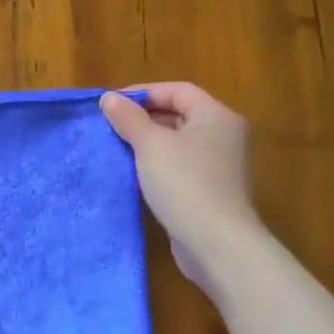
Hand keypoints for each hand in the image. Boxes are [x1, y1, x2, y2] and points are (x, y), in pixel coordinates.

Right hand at [100, 83, 258, 292]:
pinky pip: (180, 167)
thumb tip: (109, 98)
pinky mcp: (211, 191)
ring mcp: (220, 166)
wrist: (217, 243)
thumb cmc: (184, 183)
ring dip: (147, 143)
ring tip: (115, 149)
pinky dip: (156, 165)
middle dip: (142, 118)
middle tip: (109, 126)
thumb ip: (128, 118)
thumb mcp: (150, 144)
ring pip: (177, 143)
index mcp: (217, 116)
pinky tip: (133, 175)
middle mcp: (224, 136)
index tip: (111, 104)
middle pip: (179, 114)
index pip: (178, 90)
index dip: (143, 92)